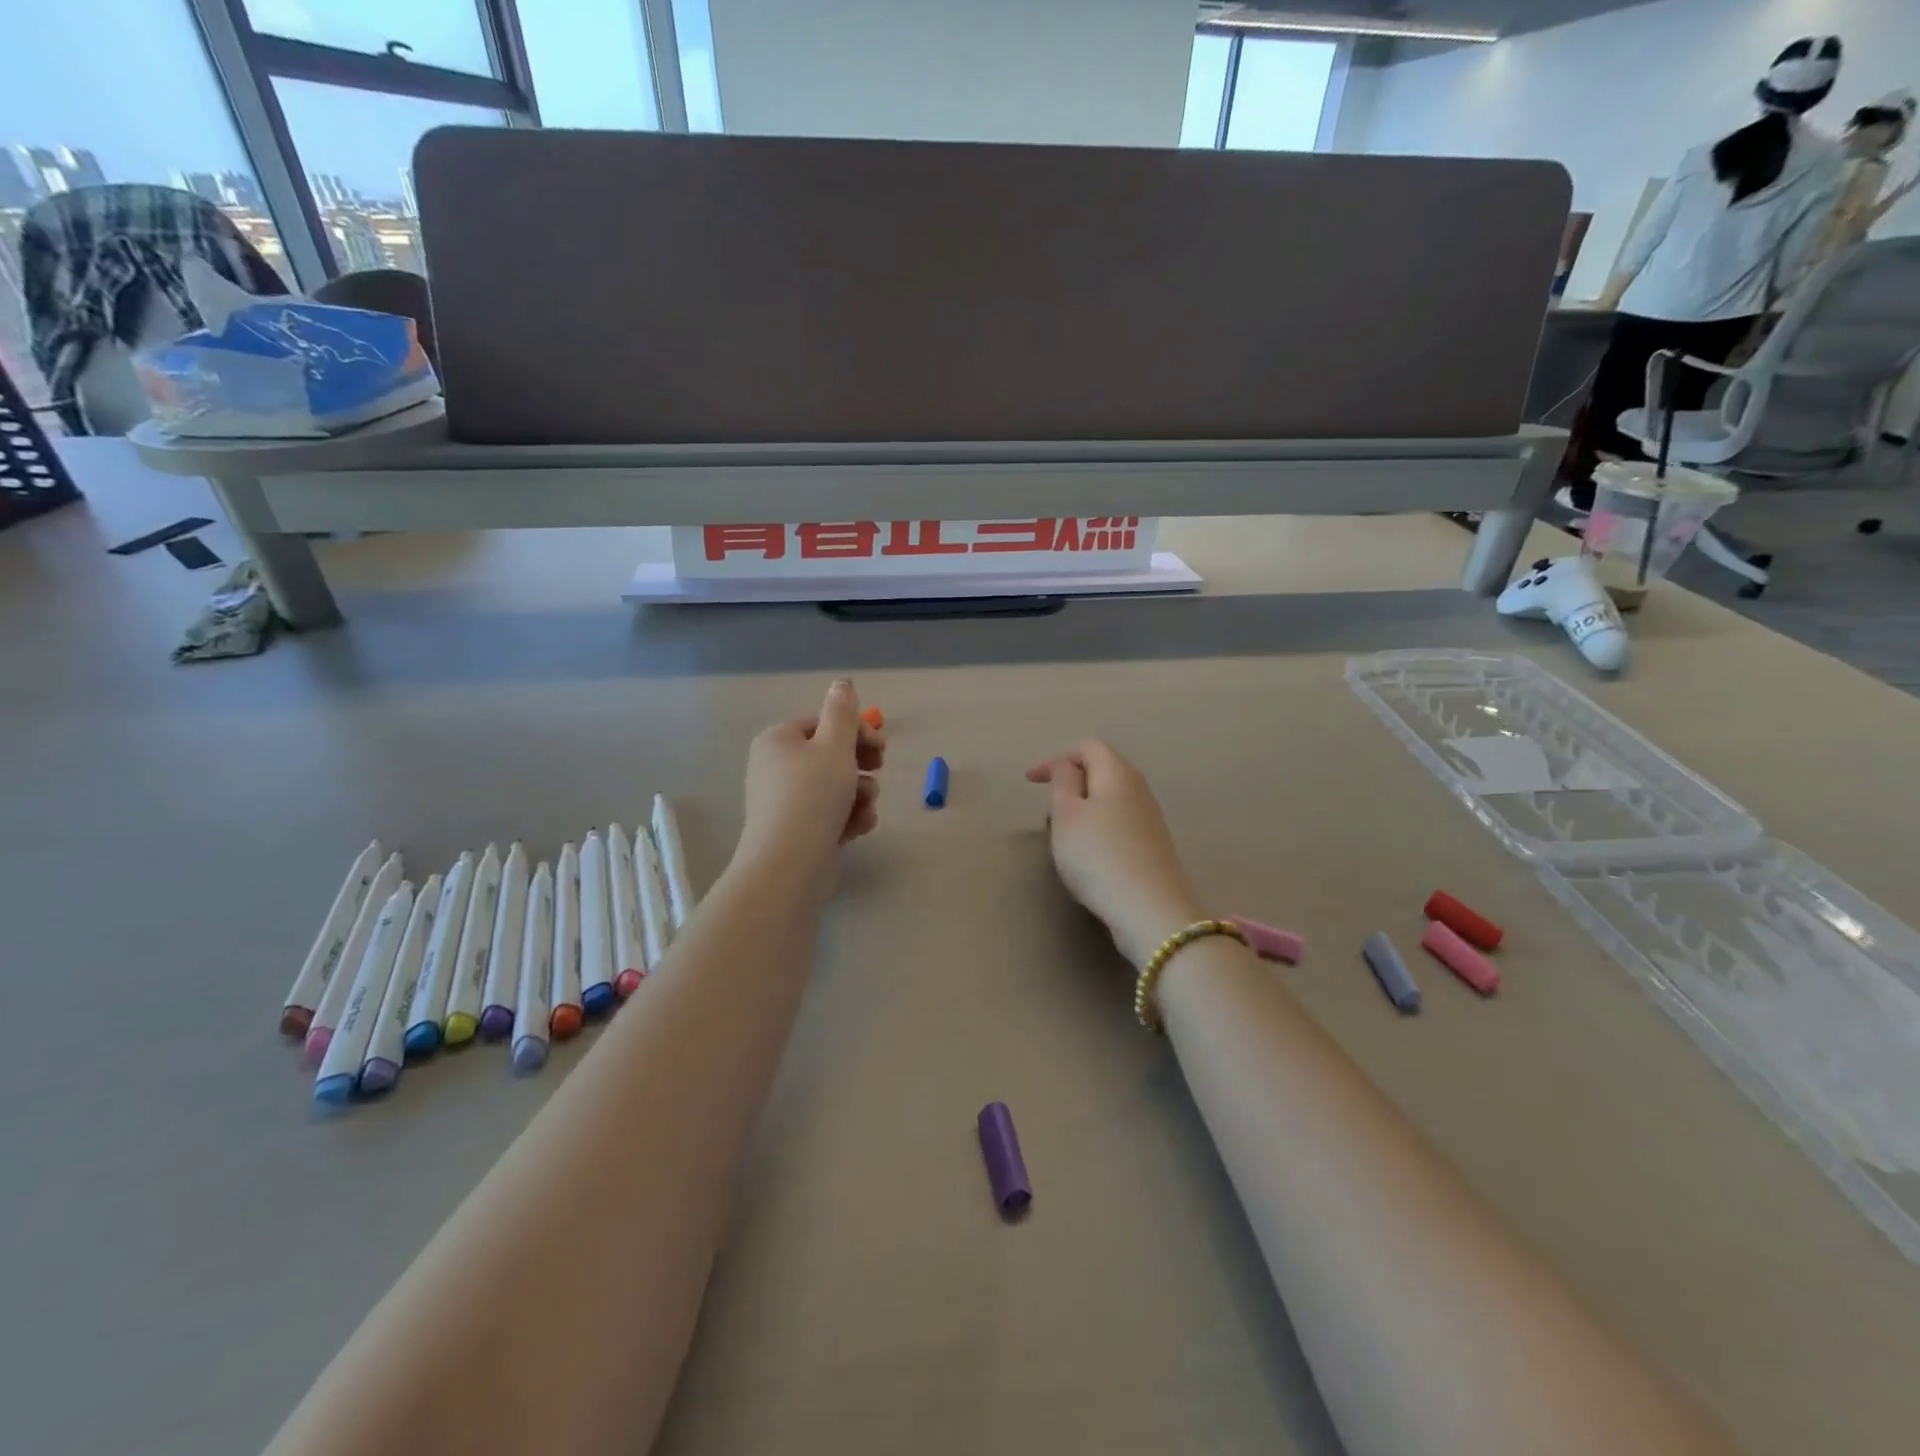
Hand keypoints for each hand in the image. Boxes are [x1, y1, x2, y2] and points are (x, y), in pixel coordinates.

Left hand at [739, 680, 884, 880]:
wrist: (789, 864)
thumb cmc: (813, 795)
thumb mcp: (835, 746)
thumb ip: (843, 712)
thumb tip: (842, 682)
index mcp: (778, 740)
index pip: (822, 723)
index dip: (856, 731)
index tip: (881, 747)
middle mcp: (775, 767)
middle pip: (829, 755)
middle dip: (860, 764)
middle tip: (879, 771)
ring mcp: (783, 801)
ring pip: (834, 786)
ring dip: (859, 793)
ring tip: (867, 806)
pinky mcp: (795, 831)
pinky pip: (828, 813)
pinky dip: (848, 816)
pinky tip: (860, 826)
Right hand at [1027, 739, 1205, 969]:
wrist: (1149, 910)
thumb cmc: (1098, 855)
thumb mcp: (1066, 814)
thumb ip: (1063, 782)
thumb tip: (1068, 766)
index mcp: (1117, 772)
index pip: (1087, 747)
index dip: (1056, 758)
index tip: (1030, 782)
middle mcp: (1138, 788)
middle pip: (1101, 771)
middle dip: (1069, 784)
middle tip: (1048, 811)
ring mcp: (1149, 818)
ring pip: (1109, 799)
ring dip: (1082, 810)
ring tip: (1063, 837)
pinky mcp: (1153, 846)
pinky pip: (1118, 823)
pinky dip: (1096, 829)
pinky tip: (1088, 856)